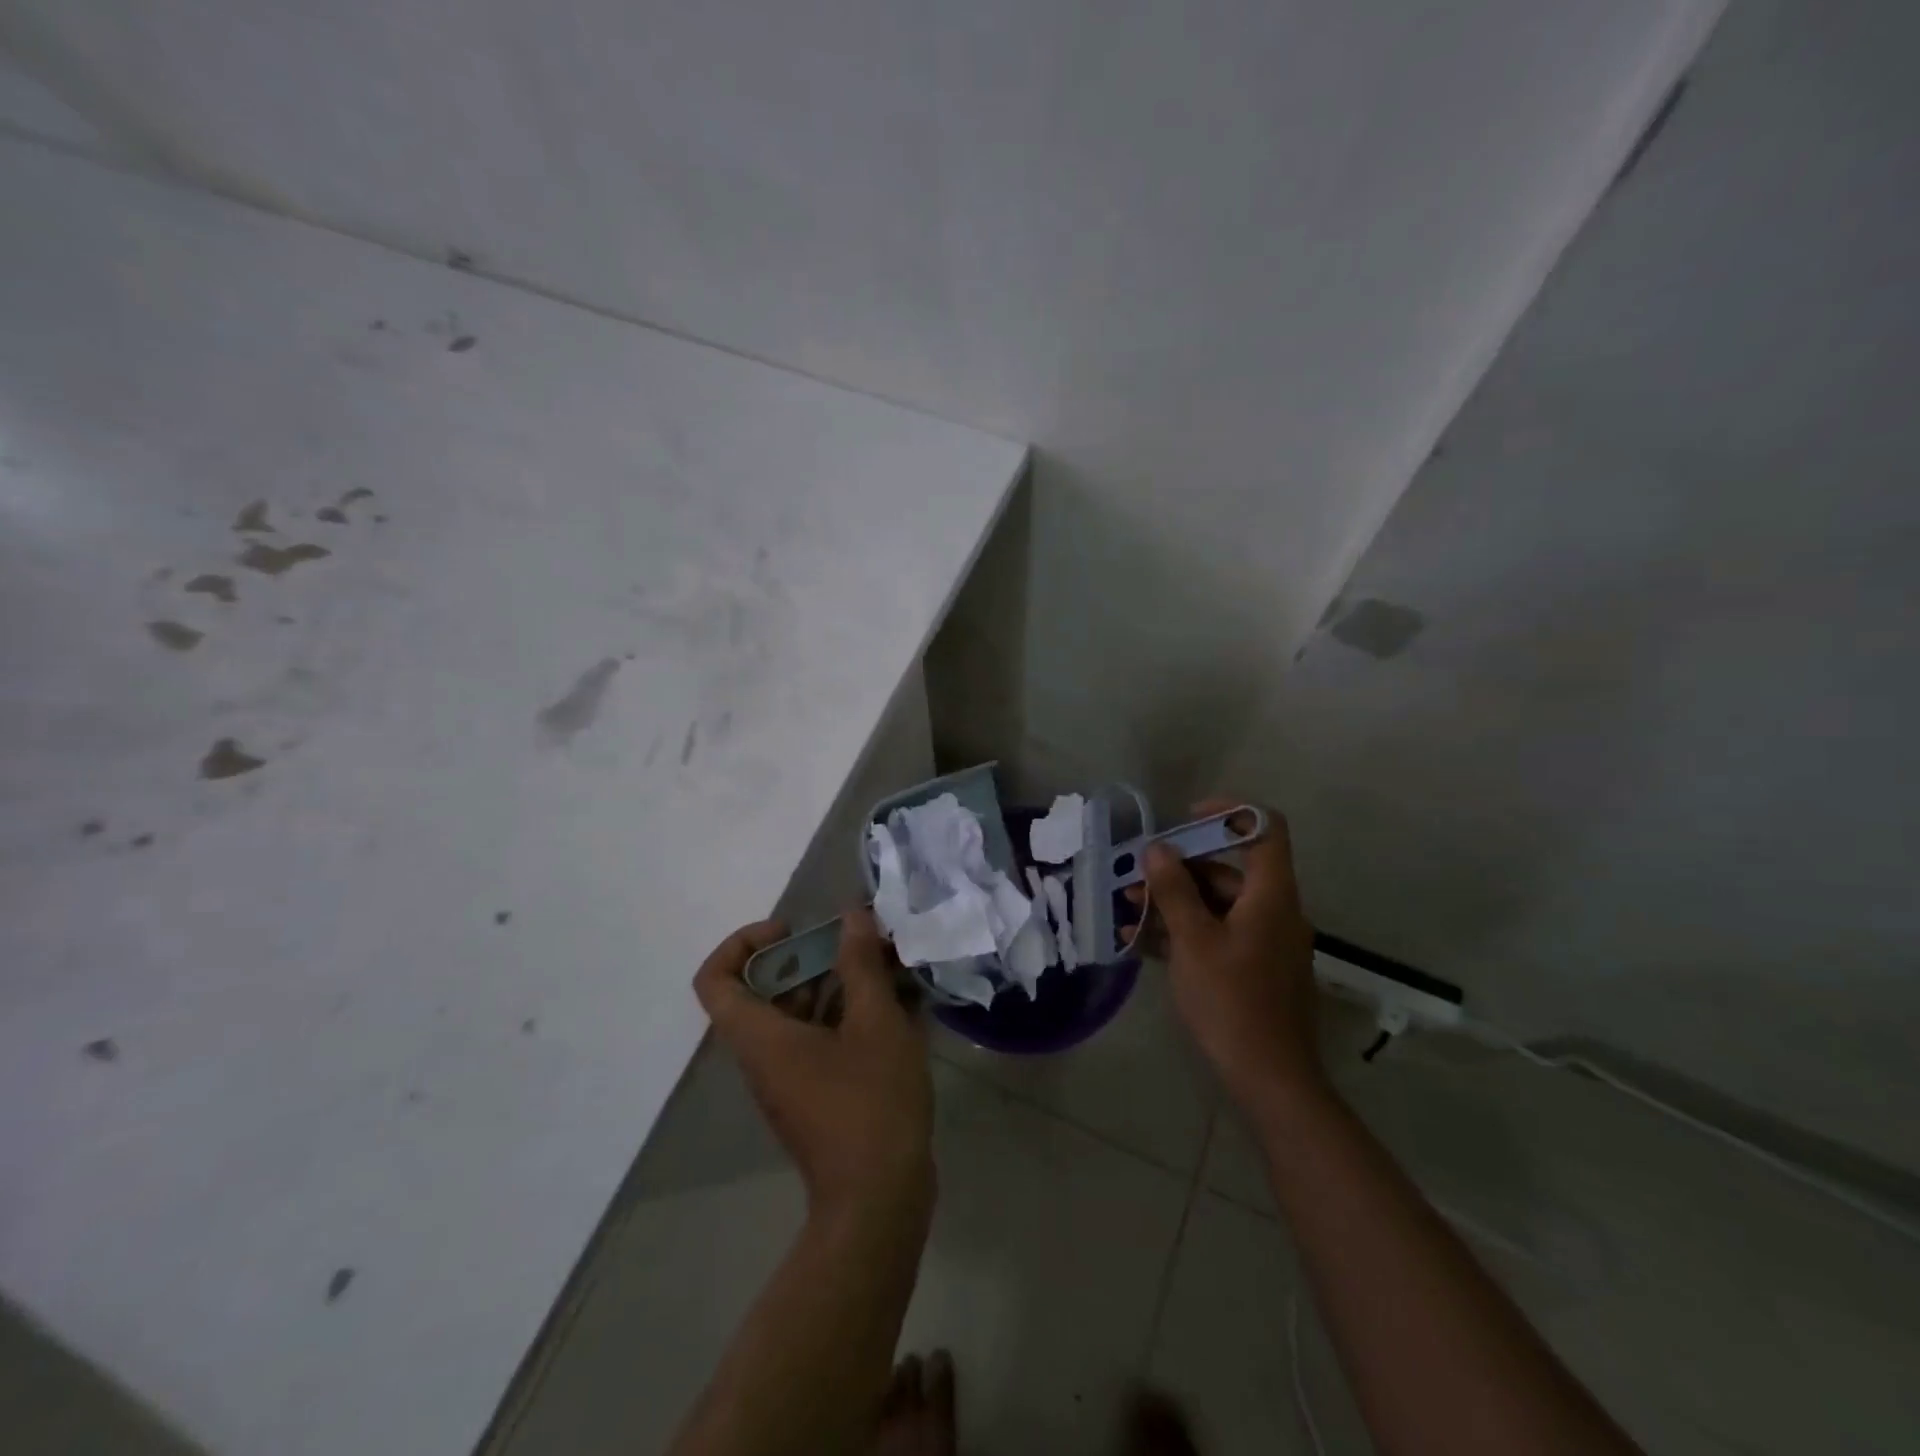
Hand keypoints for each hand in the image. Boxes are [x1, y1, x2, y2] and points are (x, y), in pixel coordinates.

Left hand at [694, 908, 934, 1218]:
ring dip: (833, 984)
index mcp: (760, 1036)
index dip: (743, 942)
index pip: (715, 978)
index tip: (791, 930)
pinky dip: (845, 1016)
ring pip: (795, 1015)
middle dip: (806, 957)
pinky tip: (893, 1008)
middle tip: (852, 945)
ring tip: (882, 968)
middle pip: (762, 991)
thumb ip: (860, 964)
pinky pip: (817, 1040)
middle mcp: (763, 1056)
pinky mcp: (814, 1097)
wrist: (879, 1200)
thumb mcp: (874, 1022)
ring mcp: (788, 1079)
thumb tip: (852, 916)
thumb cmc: (870, 1103)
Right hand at [1127, 799, 1323, 1112]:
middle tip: (1134, 878)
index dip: (1229, 813)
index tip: (1185, 819)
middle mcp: (1273, 910)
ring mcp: (1264, 941)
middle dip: (1177, 869)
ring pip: (1216, 904)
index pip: (1264, 829)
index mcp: (1271, 895)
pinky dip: (1183, 931)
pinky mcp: (1253, 968)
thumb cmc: (1232, 1002)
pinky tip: (1142, 942)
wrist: (1271, 1080)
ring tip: (1127, 911)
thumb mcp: (1194, 942)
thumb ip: (1175, 891)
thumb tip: (1158, 849)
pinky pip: (1217, 934)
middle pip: (1228, 869)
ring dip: (1173, 902)